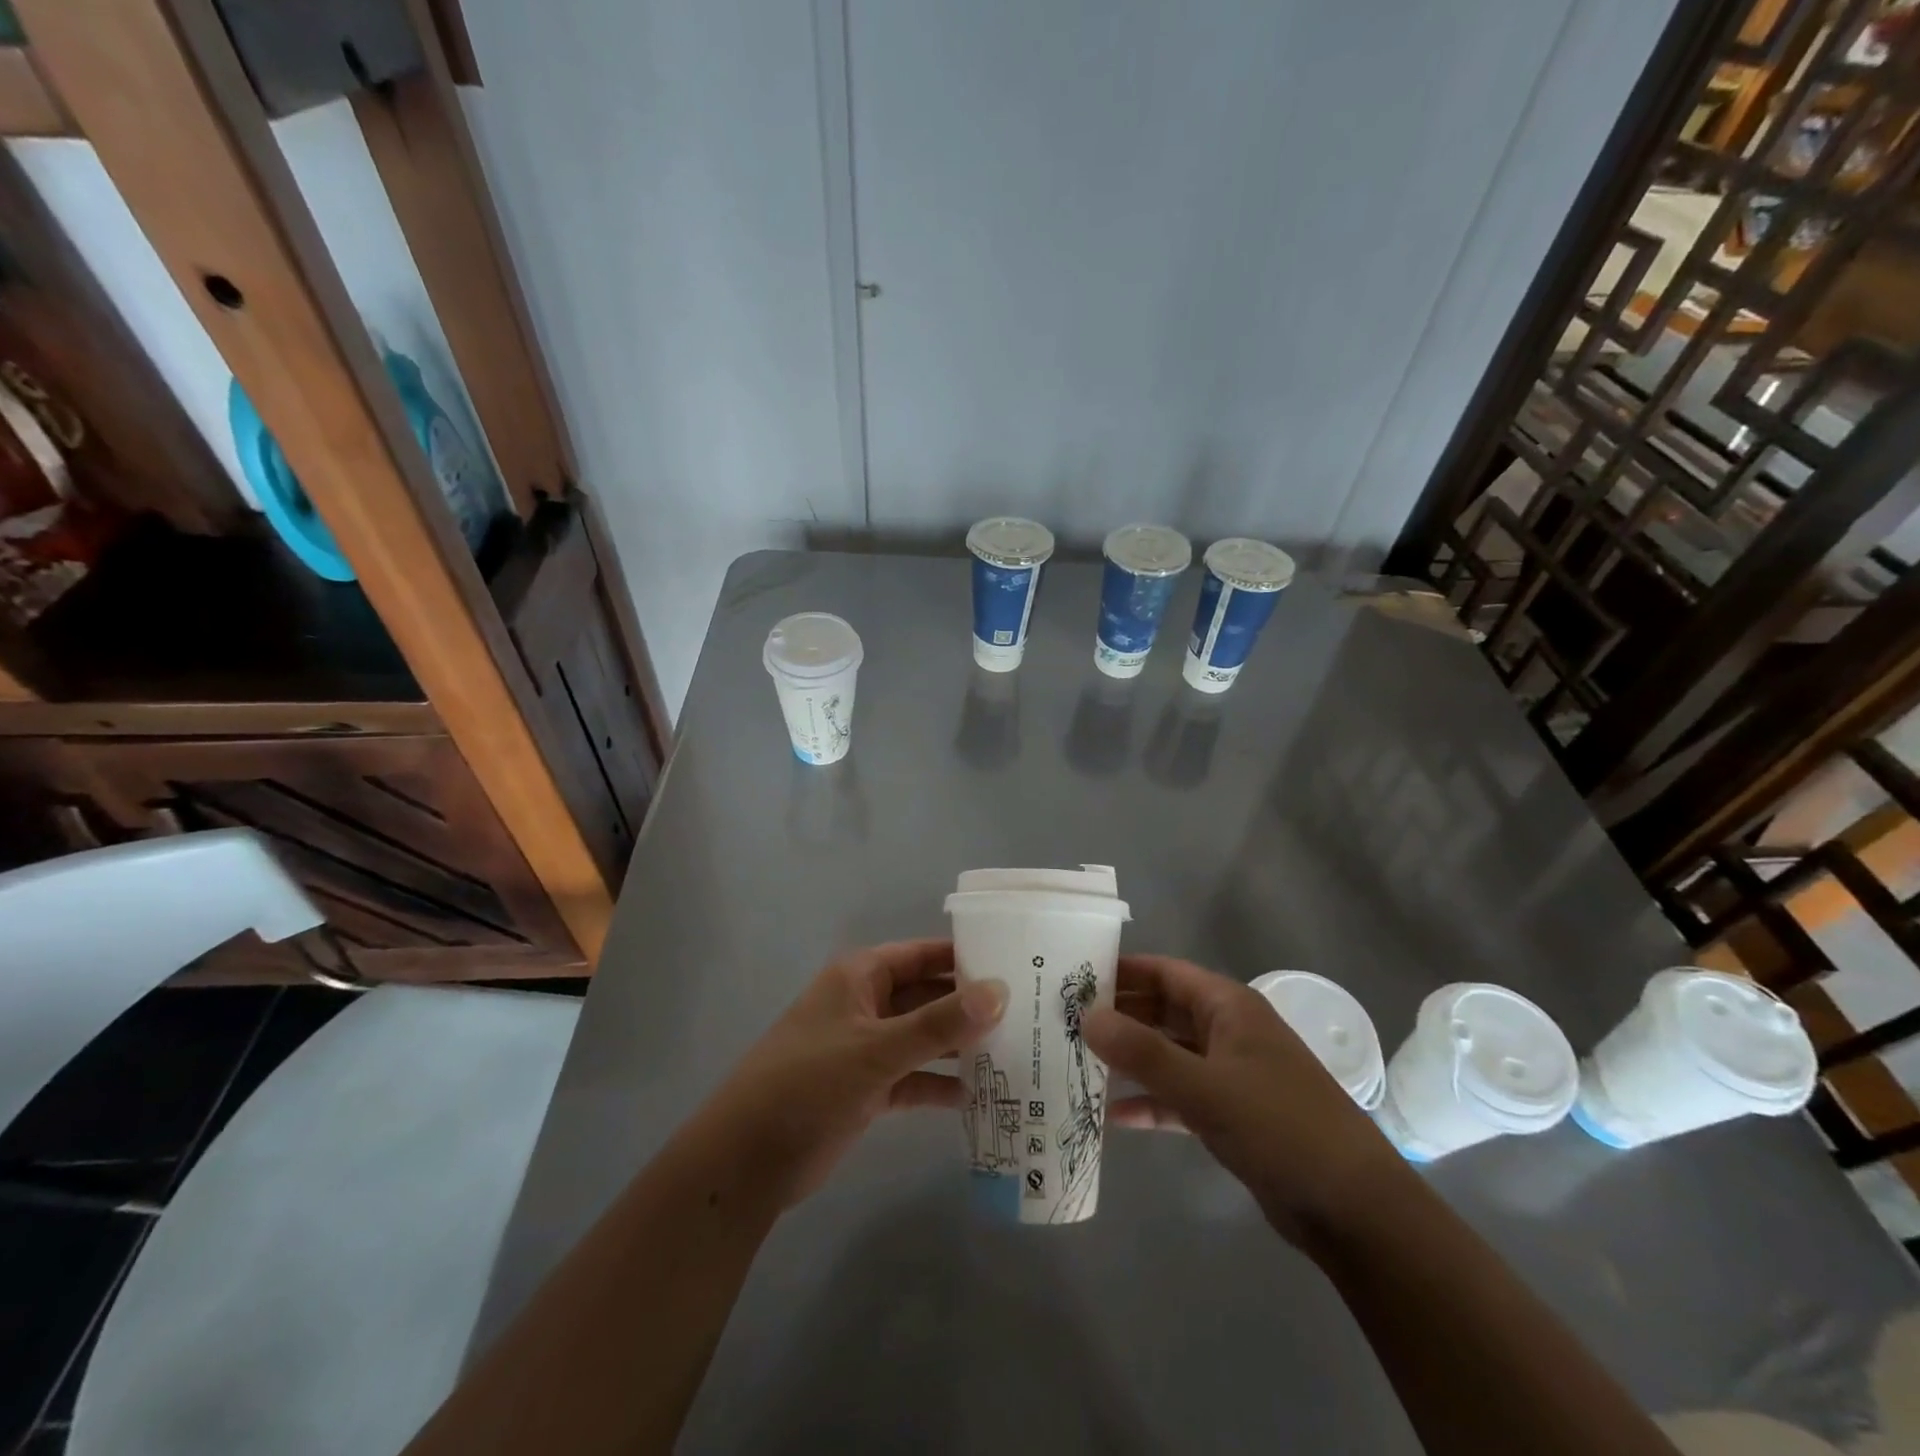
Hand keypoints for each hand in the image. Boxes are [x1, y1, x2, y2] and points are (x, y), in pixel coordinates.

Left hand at [707, 939, 1006, 1206]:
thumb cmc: (808, 1084)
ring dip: (961, 1046)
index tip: (1018, 964)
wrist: (746, 1161)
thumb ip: (939, 1023)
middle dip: (971, 1006)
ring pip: (924, 1038)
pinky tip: (980, 1096)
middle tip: (1029, 1013)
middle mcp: (867, 1004)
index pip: (924, 954)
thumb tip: (1000, 991)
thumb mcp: (877, 1050)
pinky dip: (941, 1084)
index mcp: (862, 977)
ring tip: (1018, 1052)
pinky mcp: (868, 1088)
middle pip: (929, 996)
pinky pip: (915, 1077)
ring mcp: (867, 1048)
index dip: (967, 957)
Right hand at [1085, 954, 1407, 1243]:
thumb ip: (1142, 1052)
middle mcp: (1227, 1031)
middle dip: (1118, 1015)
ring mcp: (1230, 1074)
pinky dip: (1149, 1101)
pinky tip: (1111, 1115)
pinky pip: (1179, 1096)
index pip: (1164, 972)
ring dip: (1129, 1058)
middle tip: (1064, 1020)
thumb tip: (1086, 1017)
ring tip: (1077, 1060)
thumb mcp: (1205, 1086)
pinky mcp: (1230, 1114)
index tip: (1073, 975)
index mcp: (1228, 1006)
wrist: (1353, 1208)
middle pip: (1162, 1010)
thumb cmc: (1280, 1127)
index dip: (1121, 970)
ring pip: (1168, 1054)